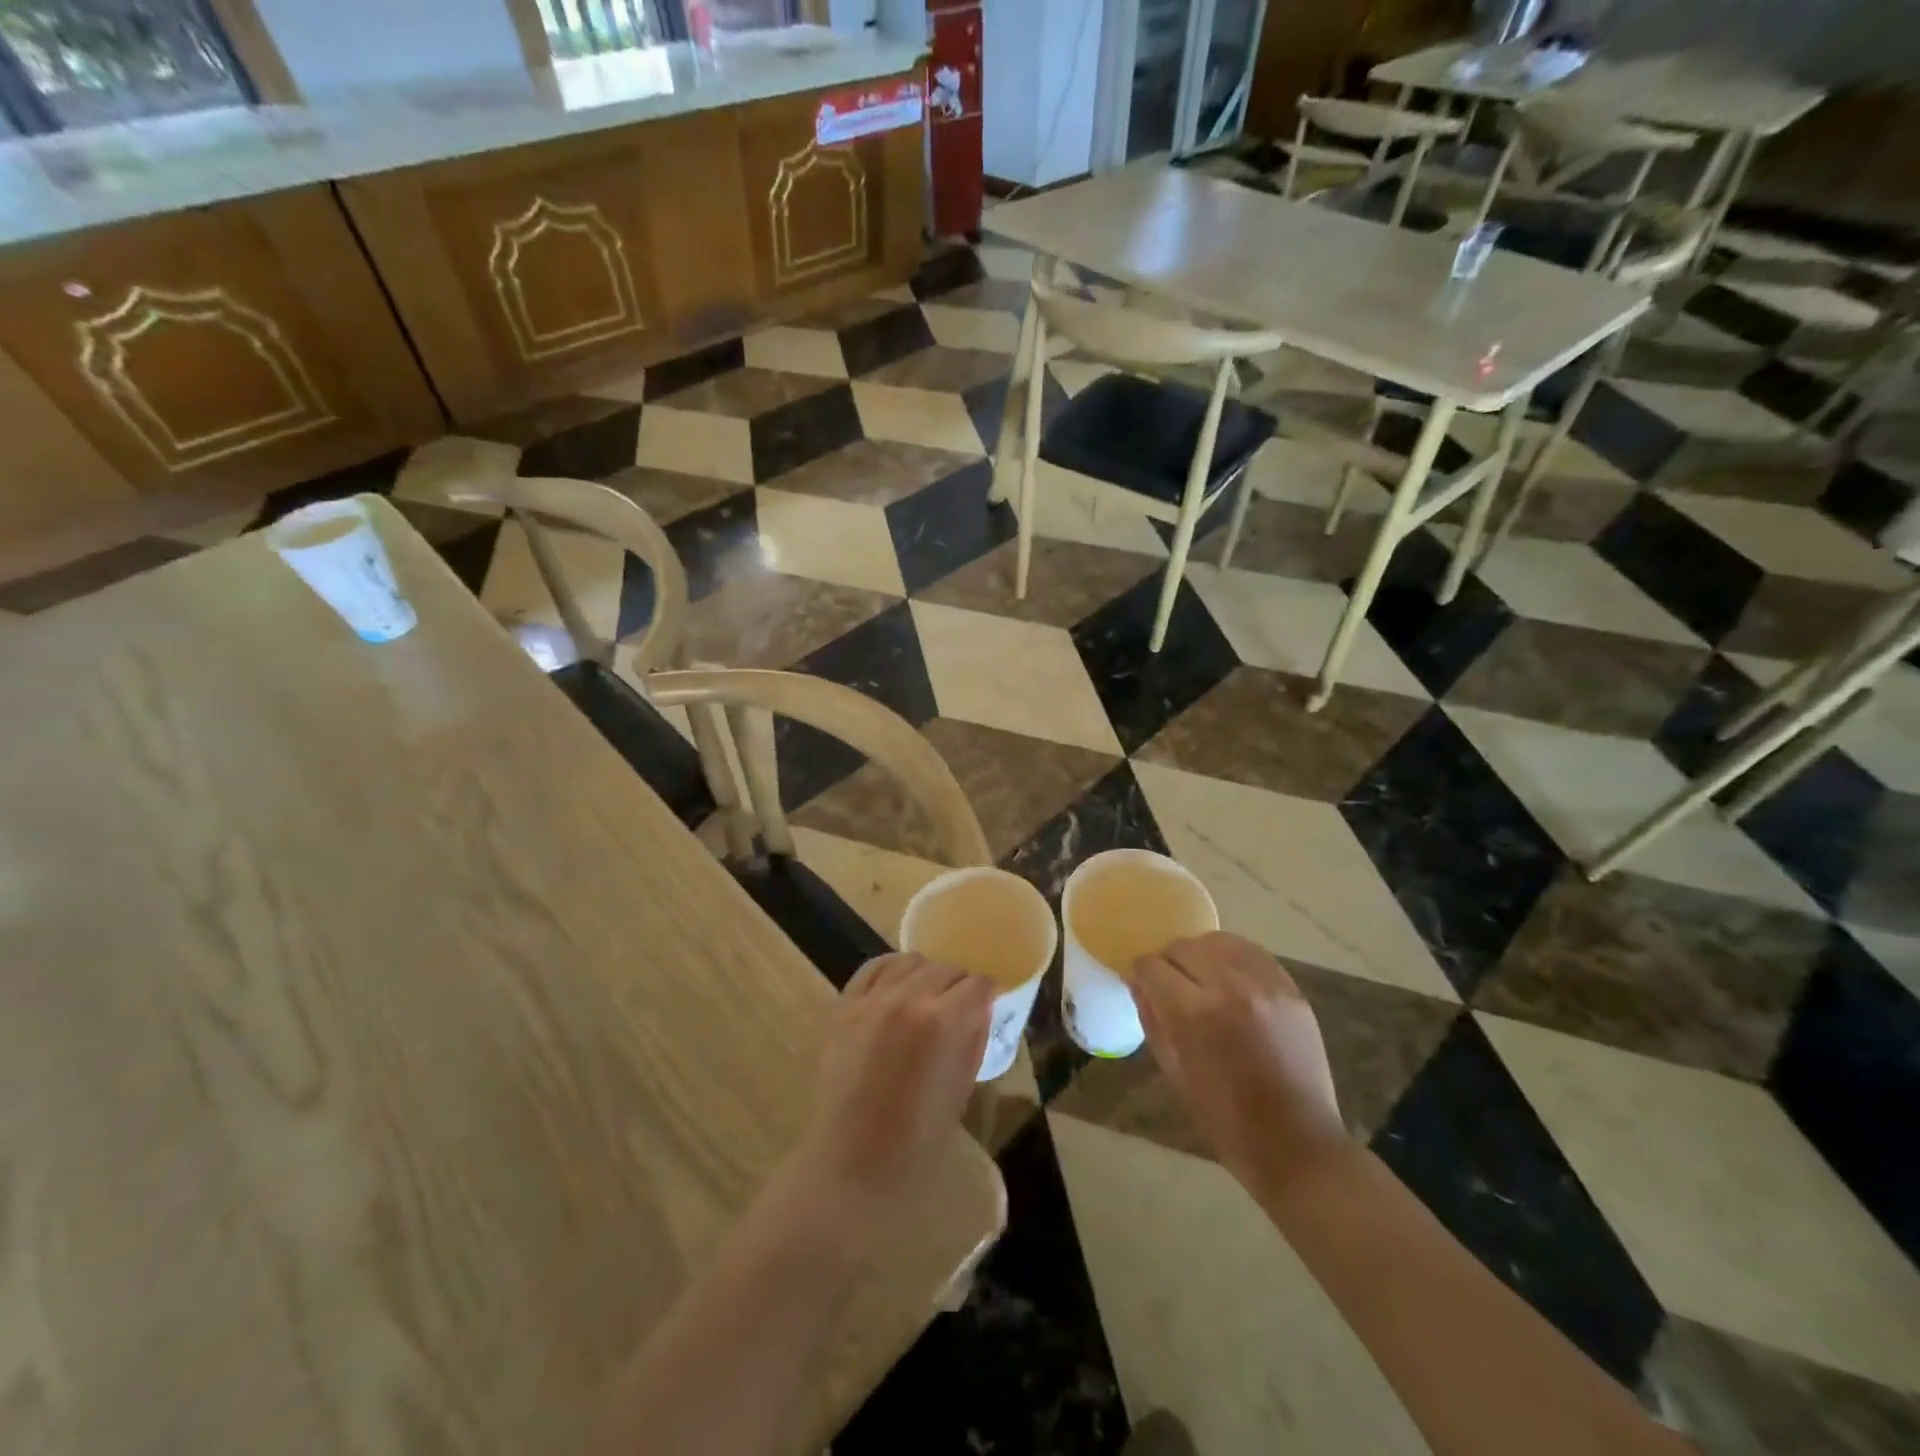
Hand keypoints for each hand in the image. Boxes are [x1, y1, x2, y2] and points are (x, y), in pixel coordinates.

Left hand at [793, 953, 994, 1207]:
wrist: (852, 1156)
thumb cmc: (916, 1135)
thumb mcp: (961, 1086)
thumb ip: (973, 1039)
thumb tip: (982, 1009)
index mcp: (944, 1022)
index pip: (978, 985)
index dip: (990, 992)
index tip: (991, 1001)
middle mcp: (910, 998)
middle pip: (947, 968)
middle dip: (960, 984)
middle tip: (960, 1005)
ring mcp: (874, 998)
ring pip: (912, 961)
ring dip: (927, 974)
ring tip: (927, 995)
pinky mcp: (846, 1004)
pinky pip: (874, 968)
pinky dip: (892, 970)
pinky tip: (898, 986)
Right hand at [1132, 932, 1345, 1190]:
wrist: (1296, 1144)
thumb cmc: (1225, 1119)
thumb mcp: (1174, 1072)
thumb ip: (1152, 1019)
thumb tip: (1137, 983)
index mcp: (1194, 1013)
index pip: (1152, 966)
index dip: (1140, 973)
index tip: (1140, 983)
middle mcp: (1228, 986)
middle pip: (1182, 947)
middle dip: (1168, 963)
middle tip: (1170, 986)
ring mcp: (1264, 984)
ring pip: (1217, 941)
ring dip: (1201, 955)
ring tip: (1201, 979)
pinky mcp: (1290, 988)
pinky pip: (1252, 952)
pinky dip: (1233, 957)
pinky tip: (1230, 977)